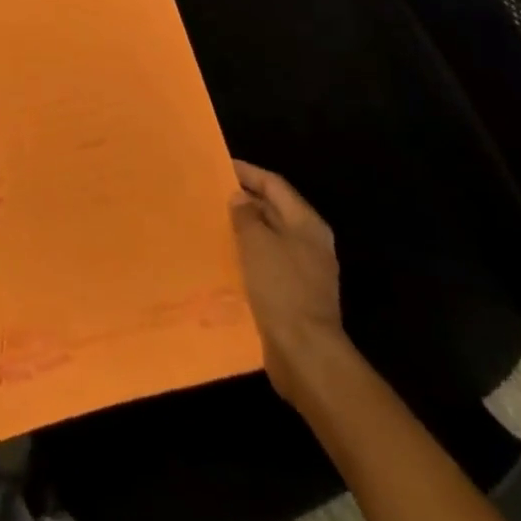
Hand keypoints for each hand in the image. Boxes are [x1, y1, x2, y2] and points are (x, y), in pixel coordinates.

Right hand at [231, 160, 345, 401]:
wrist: (305, 355)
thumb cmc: (281, 288)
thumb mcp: (257, 242)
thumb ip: (246, 214)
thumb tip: (240, 198)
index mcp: (306, 224)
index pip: (274, 185)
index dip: (247, 172)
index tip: (219, 166)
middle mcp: (309, 243)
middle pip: (273, 210)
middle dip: (244, 201)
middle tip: (211, 193)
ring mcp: (304, 271)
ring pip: (269, 239)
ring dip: (243, 230)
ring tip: (213, 223)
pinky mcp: (294, 296)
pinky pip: (267, 265)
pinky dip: (247, 257)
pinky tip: (225, 259)